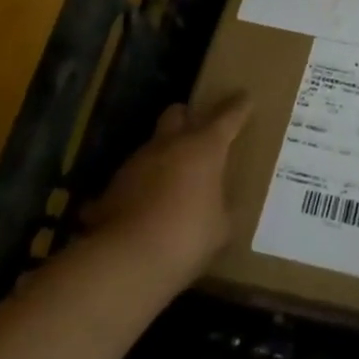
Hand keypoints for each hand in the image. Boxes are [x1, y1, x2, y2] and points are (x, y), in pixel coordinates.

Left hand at [79, 95, 250, 298]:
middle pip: (177, 113)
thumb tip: (221, 207)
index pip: (228, 117)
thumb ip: (223, 209)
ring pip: (153, 145)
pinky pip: (133, 177)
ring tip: (173, 180)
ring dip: (164, 155)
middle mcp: (170, 144)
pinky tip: (147, 207)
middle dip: (188, 117)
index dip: (239, 106)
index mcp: (204, 148)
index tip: (245, 98)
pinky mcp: (113, 186)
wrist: (125, 260)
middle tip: (198, 133)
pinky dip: (142, 185)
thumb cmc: (186, 236)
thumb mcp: (220, 228)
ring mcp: (137, 162)